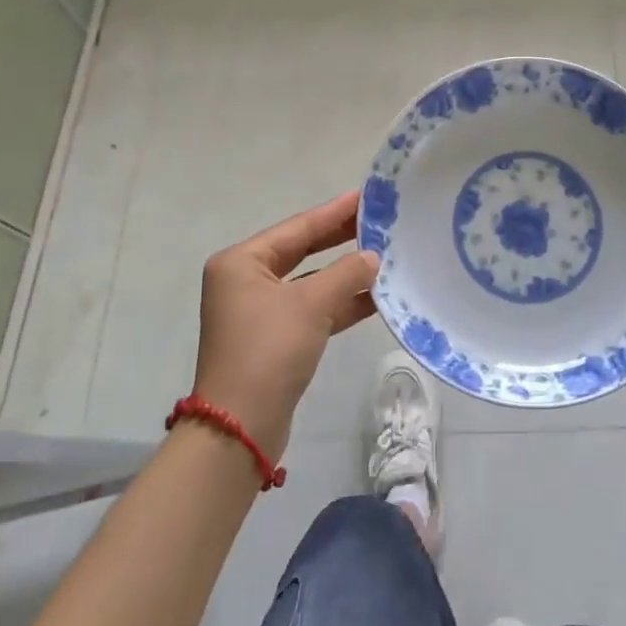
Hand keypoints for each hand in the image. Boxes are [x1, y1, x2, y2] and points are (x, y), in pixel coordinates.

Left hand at [191, 192, 379, 454]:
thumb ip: (347, 273)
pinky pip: (312, 308)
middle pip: (303, 250)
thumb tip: (373, 257)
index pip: (298, 227)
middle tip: (380, 221)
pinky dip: (340, 303)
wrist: (240, 429)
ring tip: (386, 255)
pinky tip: (375, 297)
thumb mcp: (312, 304)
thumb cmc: (269, 351)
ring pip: (310, 281)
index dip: (335, 212)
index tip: (367, 195)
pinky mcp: (274, 339)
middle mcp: (245, 281)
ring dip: (345, 274)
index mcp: (242, 262)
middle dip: (341, 239)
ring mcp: (258, 311)